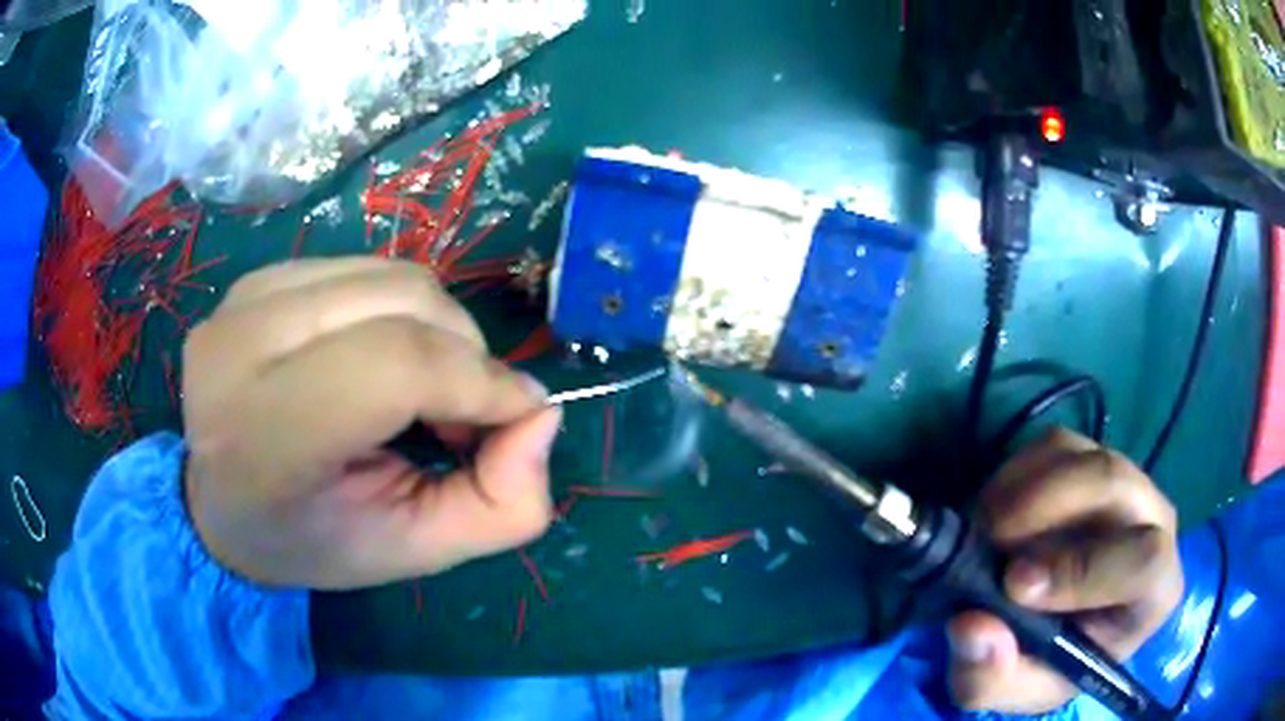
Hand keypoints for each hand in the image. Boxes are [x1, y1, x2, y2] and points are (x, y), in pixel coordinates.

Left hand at [182, 259, 559, 589]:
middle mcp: (240, 349)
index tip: (518, 415)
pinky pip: (363, 269)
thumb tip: (540, 415)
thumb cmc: (312, 540)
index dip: (476, 381)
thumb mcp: (413, 553)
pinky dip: (399, 311)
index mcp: (264, 438)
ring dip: (437, 329)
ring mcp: (242, 302)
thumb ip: (500, 508)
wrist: (221, 505)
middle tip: (465, 415)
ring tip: (423, 389)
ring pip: (390, 276)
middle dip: (465, 355)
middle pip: (399, 304)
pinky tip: (378, 357)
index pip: (392, 366)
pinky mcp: (255, 279)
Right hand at [947, 429, 1182, 713]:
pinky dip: (1015, 472)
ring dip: (1023, 490)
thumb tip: (973, 625)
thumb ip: (993, 676)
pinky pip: (1055, 444)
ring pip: (1082, 457)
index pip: (1144, 562)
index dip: (1083, 569)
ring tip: (983, 531)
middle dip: (1046, 507)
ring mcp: (1125, 481)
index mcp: (1154, 590)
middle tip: (987, 539)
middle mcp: (1153, 522)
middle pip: (1114, 483)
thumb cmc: (1050, 664)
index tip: (1014, 584)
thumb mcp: (1016, 689)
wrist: (1053, 628)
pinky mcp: (1091, 457)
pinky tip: (993, 511)